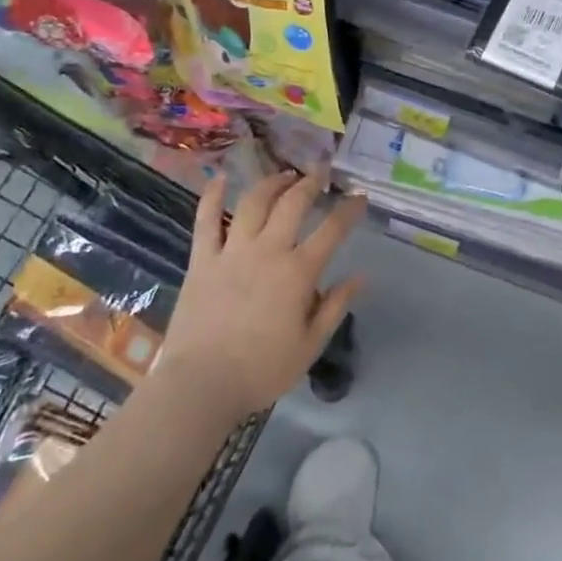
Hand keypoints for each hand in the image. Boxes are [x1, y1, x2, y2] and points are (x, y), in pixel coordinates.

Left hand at [162, 170, 365, 422]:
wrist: (200, 386)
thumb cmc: (261, 370)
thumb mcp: (310, 345)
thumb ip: (335, 306)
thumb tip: (360, 277)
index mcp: (298, 272)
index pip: (332, 230)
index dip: (349, 209)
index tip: (359, 197)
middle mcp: (268, 251)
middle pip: (293, 203)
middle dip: (310, 183)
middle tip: (320, 174)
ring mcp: (232, 251)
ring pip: (254, 202)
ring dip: (272, 182)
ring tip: (284, 175)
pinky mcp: (202, 260)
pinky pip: (206, 220)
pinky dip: (212, 196)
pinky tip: (219, 178)